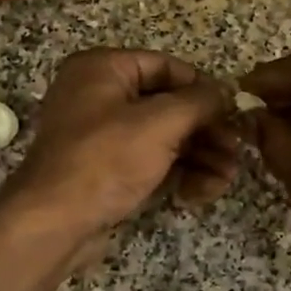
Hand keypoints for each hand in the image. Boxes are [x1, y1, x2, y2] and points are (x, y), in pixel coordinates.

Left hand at [2, 49, 240, 240]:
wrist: (53, 223)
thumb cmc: (105, 160)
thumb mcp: (160, 123)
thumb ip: (200, 102)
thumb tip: (228, 91)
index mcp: (102, 68)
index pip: (166, 66)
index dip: (203, 88)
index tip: (235, 112)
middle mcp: (99, 95)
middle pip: (168, 105)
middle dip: (206, 131)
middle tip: (237, 151)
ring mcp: (101, 136)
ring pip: (163, 137)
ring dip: (199, 156)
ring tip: (226, 179)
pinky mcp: (106, 170)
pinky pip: (149, 162)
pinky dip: (177, 174)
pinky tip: (199, 193)